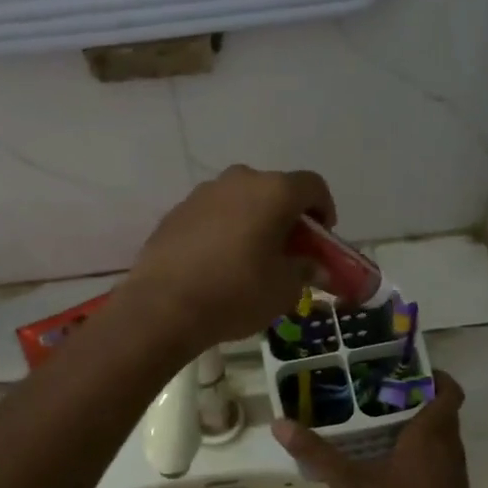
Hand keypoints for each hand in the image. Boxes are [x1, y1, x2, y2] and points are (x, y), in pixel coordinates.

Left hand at [121, 166, 335, 354]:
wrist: (163, 307)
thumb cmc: (237, 293)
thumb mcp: (285, 289)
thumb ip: (305, 271)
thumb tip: (313, 266)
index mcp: (274, 191)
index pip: (313, 187)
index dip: (324, 211)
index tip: (320, 241)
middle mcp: (239, 180)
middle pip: (275, 190)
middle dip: (287, 218)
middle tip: (287, 253)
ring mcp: (203, 193)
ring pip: (241, 201)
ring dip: (253, 222)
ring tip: (250, 260)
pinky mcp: (176, 212)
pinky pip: (212, 215)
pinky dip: (223, 231)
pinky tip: (218, 264)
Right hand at [272, 372, 485, 487]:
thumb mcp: (353, 484)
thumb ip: (318, 454)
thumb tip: (280, 424)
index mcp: (432, 431)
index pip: (449, 390)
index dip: (433, 376)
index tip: (403, 370)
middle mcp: (449, 444)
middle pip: (440, 409)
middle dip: (413, 398)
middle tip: (376, 393)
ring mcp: (453, 470)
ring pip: (439, 435)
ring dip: (415, 426)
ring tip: (376, 423)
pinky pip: (437, 457)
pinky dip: (418, 451)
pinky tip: (387, 463)